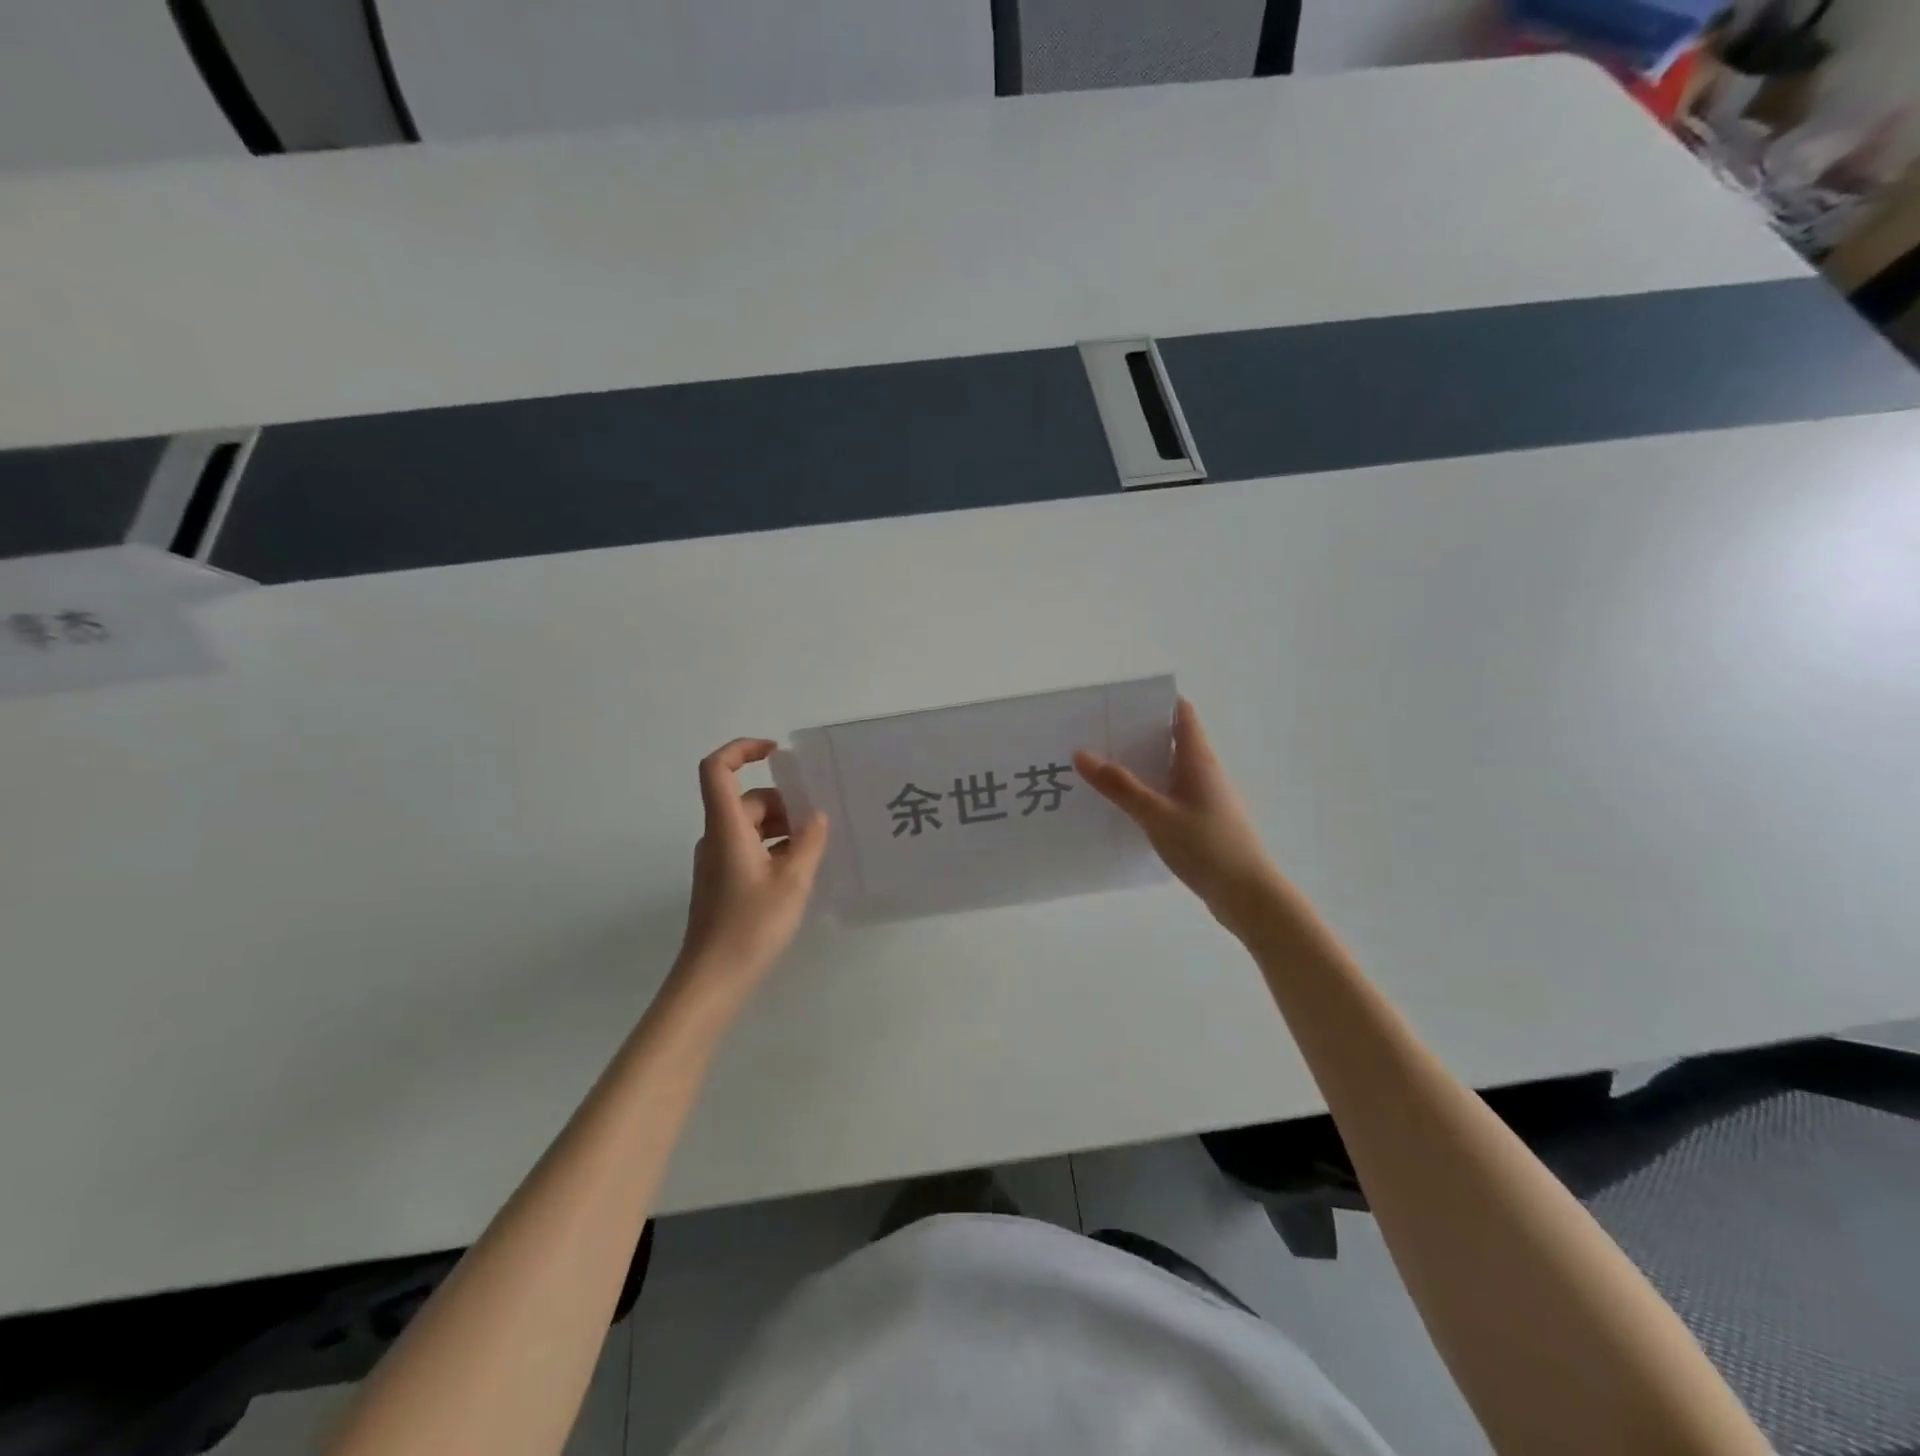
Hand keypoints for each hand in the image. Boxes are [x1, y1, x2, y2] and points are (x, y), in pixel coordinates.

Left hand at [673, 739, 829, 999]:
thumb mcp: (792, 881)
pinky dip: (774, 847)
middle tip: (820, 821)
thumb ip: (809, 843)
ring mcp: (716, 861)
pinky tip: (800, 869)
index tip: (778, 754)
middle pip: (746, 799)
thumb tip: (816, 817)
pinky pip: (749, 847)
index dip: (743, 749)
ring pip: (750, 825)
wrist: (712, 980)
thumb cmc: (751, 926)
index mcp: (726, 828)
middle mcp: (716, 837)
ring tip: (817, 847)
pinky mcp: (722, 881)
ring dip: (782, 827)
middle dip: (784, 802)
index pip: (718, 769)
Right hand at [1075, 698, 1281, 938]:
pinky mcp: (1201, 822)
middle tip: (1094, 734)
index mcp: (1198, 759)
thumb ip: (1119, 785)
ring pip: (1167, 770)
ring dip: (1139, 766)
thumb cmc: (1206, 846)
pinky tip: (1121, 806)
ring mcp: (1204, 798)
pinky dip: (1147, 793)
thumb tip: (1081, 753)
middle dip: (1136, 734)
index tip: (1119, 700)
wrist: (1247, 895)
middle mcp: (1204, 772)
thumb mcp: (1156, 814)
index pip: (1181, 714)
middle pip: (1170, 740)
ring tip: (1098, 768)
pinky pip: (1169, 795)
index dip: (1154, 701)